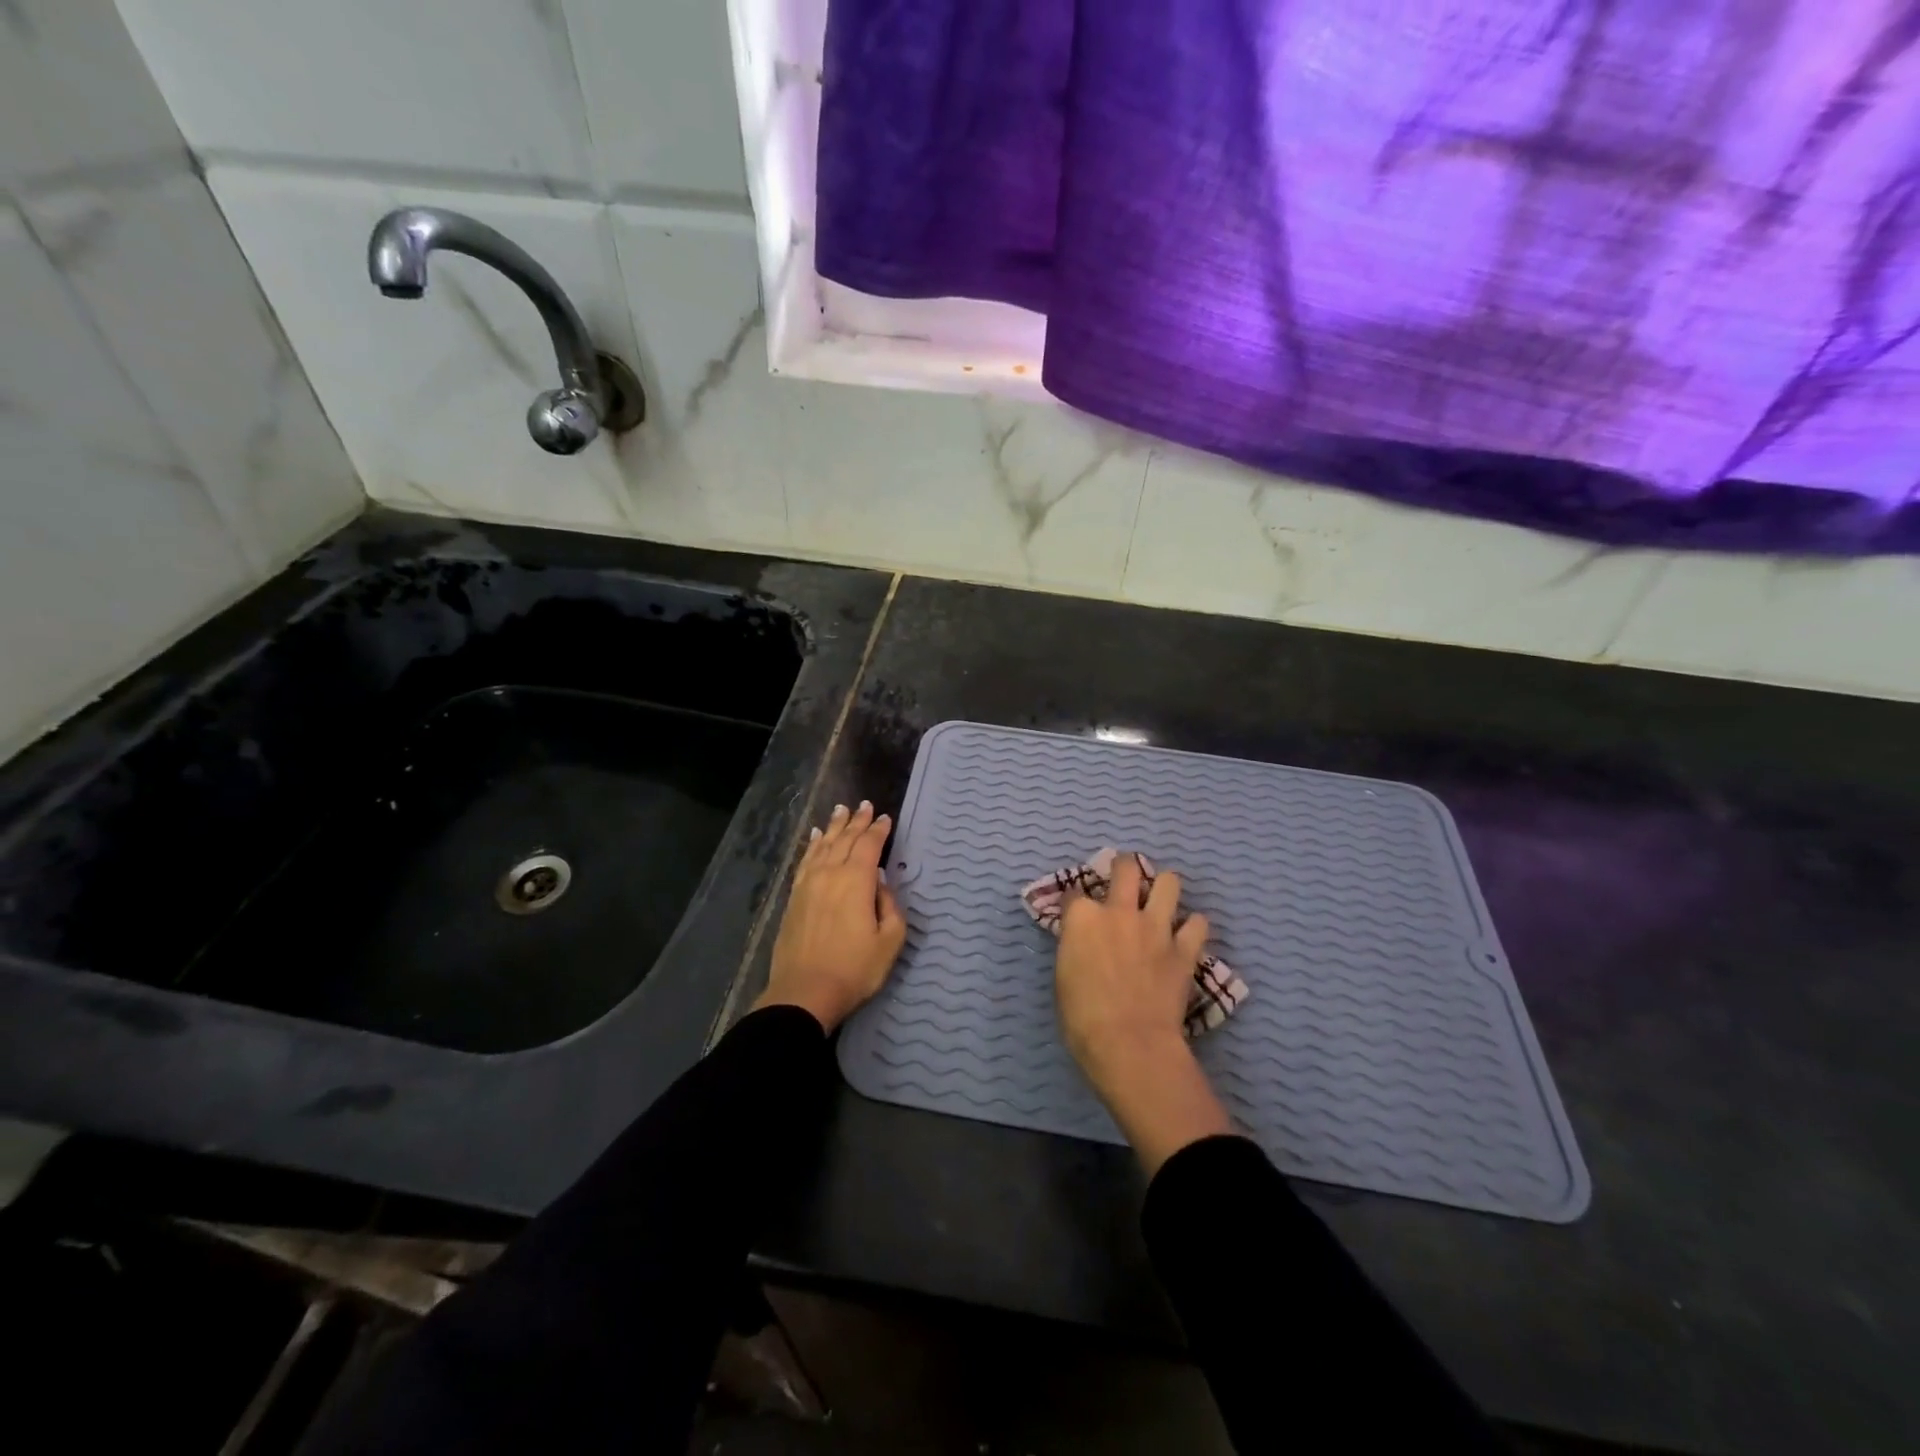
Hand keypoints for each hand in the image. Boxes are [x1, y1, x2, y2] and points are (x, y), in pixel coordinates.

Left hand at [755, 801, 906, 1032]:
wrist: (804, 992)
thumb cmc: (854, 969)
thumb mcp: (889, 942)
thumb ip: (890, 908)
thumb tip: (881, 885)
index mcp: (857, 881)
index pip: (869, 846)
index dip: (879, 830)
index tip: (886, 818)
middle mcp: (831, 874)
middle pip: (845, 839)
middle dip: (857, 821)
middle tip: (865, 805)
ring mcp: (809, 884)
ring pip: (824, 845)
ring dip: (835, 826)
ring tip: (841, 810)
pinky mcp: (794, 897)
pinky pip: (805, 860)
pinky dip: (813, 845)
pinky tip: (816, 837)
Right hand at [1055, 853, 1231, 1172]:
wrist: (1129, 1044)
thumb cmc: (1083, 1018)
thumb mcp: (1063, 977)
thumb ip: (1074, 947)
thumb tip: (1082, 942)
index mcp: (1082, 918)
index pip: (1074, 892)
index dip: (1076, 901)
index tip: (1077, 912)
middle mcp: (1119, 911)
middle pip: (1125, 867)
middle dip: (1124, 867)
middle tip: (1125, 879)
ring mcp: (1156, 927)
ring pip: (1169, 882)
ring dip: (1164, 888)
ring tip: (1161, 900)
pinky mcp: (1184, 949)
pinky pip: (1198, 923)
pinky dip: (1193, 926)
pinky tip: (1186, 935)